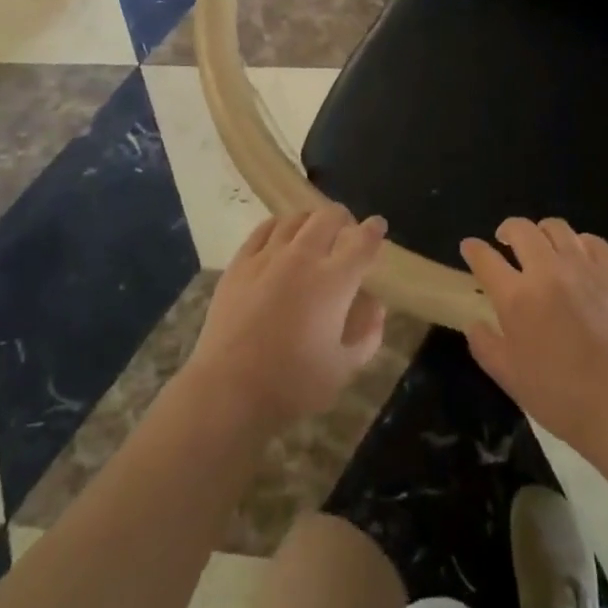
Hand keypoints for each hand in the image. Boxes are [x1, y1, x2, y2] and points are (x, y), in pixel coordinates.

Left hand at [186, 206, 388, 429]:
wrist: (229, 389)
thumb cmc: (292, 384)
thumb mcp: (343, 368)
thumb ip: (367, 334)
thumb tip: (376, 305)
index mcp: (333, 281)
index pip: (362, 241)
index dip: (374, 230)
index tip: (378, 226)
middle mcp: (303, 257)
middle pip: (329, 218)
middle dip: (344, 220)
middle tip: (346, 235)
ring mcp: (268, 256)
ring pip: (297, 218)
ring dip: (312, 221)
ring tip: (314, 235)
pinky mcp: (240, 262)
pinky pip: (264, 228)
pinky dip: (280, 226)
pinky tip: (281, 236)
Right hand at [461, 218, 607, 446]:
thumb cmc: (558, 395)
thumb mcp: (508, 376)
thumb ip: (484, 345)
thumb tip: (474, 323)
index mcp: (516, 297)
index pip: (485, 258)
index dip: (473, 249)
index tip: (470, 247)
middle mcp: (546, 271)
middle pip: (521, 229)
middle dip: (508, 230)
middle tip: (507, 242)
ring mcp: (583, 268)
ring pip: (557, 228)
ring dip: (543, 233)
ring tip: (545, 247)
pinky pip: (593, 242)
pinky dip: (580, 244)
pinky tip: (580, 257)